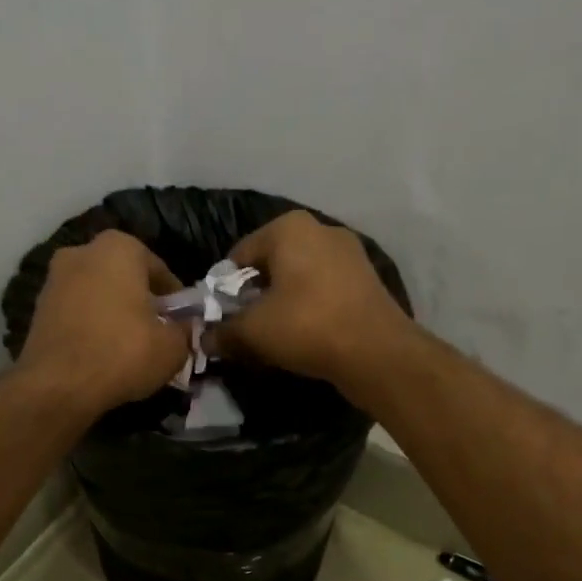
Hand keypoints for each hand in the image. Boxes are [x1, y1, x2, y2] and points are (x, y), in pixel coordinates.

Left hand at [16, 230, 191, 419]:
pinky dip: (91, 327)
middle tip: (156, 332)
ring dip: (114, 314)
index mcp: (119, 247)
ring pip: (98, 294)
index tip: (181, 323)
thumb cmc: (123, 353)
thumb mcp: (173, 347)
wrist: (58, 385)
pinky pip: (77, 313)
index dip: (175, 300)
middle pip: (124, 278)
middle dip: (141, 301)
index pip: (159, 270)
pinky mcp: (38, 308)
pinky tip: (102, 353)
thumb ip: (184, 331)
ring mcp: (54, 279)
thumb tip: (184, 329)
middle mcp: (82, 252)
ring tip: (129, 346)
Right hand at [217, 211, 413, 391]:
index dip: (225, 291)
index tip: (223, 320)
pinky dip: (310, 310)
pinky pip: (324, 291)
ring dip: (282, 305)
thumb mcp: (252, 332)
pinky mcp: (366, 279)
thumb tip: (205, 339)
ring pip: (299, 279)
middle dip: (255, 297)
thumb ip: (223, 333)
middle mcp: (320, 229)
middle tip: (246, 330)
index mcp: (288, 228)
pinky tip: (306, 337)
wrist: (377, 352)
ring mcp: (349, 253)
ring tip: (275, 337)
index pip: (239, 256)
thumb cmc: (306, 327)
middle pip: (271, 265)